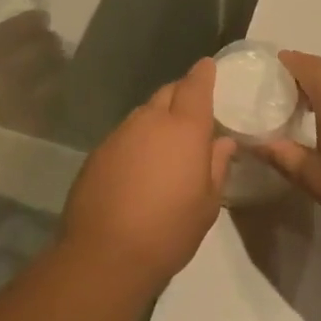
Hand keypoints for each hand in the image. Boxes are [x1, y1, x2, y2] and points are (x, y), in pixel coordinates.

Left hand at [60, 58, 235, 285]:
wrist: (104, 254)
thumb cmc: (169, 230)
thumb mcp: (207, 204)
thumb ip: (217, 166)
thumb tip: (222, 143)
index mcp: (184, 129)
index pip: (196, 86)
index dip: (204, 73)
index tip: (209, 66)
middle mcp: (150, 121)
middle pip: (168, 93)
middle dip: (182, 94)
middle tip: (194, 110)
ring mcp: (119, 134)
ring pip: (144, 113)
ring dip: (158, 118)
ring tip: (168, 141)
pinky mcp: (98, 152)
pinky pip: (125, 134)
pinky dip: (137, 139)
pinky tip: (140, 164)